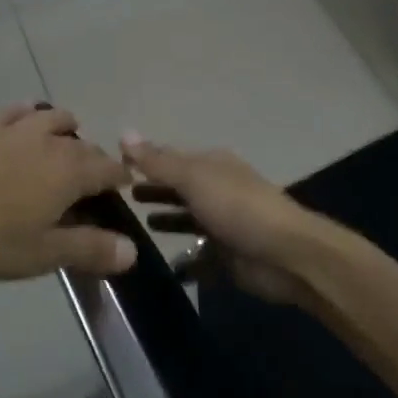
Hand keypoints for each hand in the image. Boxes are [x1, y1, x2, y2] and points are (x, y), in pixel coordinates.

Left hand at [0, 105, 134, 279]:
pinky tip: (26, 121)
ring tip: (62, 149)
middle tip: (89, 187)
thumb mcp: (42, 253)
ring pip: (57, 119)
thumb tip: (133, 251)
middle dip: (95, 162)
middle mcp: (53, 142)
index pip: (110, 170)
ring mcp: (19, 128)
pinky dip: (32, 115)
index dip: (120, 181)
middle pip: (87, 146)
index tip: (121, 192)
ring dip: (68, 132)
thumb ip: (89, 249)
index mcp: (72, 172)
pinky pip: (20, 110)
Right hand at [121, 134, 326, 304]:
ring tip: (134, 226)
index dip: (144, 160)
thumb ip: (158, 162)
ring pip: (188, 219)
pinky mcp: (227, 257)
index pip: (171, 158)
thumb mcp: (194, 178)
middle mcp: (218, 190)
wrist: (285, 255)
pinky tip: (161, 264)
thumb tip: (123, 133)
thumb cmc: (237, 208)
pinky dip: (184, 260)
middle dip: (154, 189)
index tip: (112, 167)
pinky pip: (199, 257)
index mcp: (213, 165)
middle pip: (179, 188)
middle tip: (119, 198)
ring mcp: (224, 224)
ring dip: (166, 220)